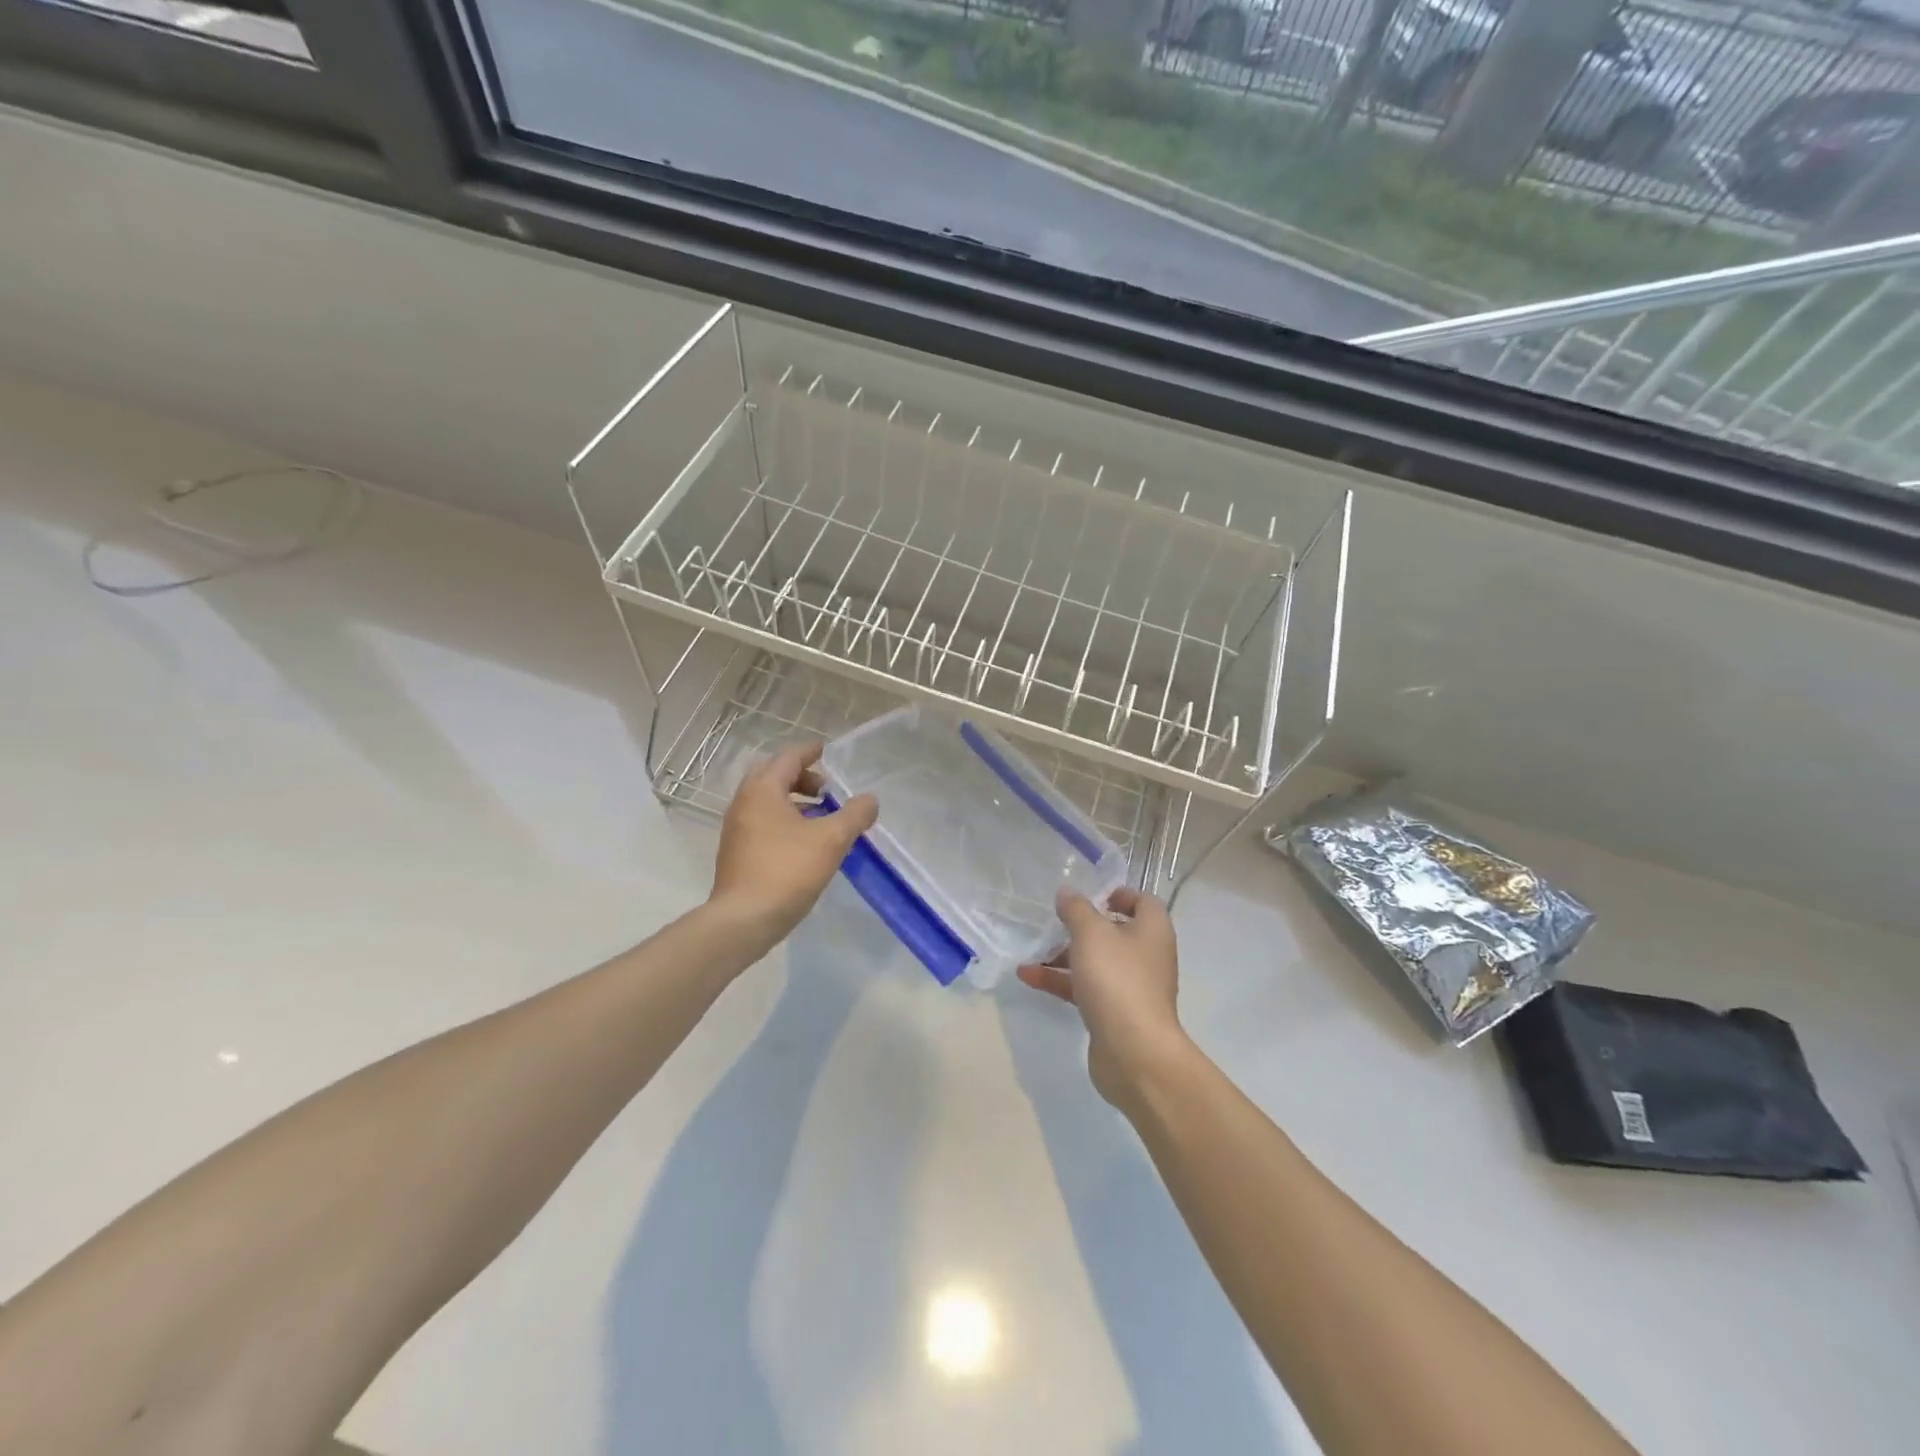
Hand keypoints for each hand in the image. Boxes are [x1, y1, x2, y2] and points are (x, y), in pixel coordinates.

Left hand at [710, 742, 878, 945]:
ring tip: (820, 815)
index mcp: (763, 790)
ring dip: (792, 799)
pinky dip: (782, 819)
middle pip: (772, 776)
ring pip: (765, 800)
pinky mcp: (736, 852)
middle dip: (799, 776)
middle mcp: (744, 802)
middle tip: (825, 788)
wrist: (744, 919)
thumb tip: (870, 800)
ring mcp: (736, 828)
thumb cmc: (788, 870)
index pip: (788, 758)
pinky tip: (804, 841)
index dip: (809, 752)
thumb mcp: (831, 840)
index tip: (825, 750)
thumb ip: (854, 815)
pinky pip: (761, 821)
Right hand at [1017, 887, 1190, 1109]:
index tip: (1091, 895)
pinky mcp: (1114, 1014)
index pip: (1144, 901)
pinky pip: (1085, 989)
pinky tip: (1028, 977)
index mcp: (1152, 931)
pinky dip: (1060, 981)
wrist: (1134, 1053)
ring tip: (1031, 950)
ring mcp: (1131, 987)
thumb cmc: (1117, 980)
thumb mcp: (1091, 934)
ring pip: (1096, 962)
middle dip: (1082, 927)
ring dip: (1063, 955)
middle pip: (1115, 932)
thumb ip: (1076, 909)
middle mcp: (1147, 956)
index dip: (1119, 894)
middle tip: (1054, 921)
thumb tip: (1068, 892)